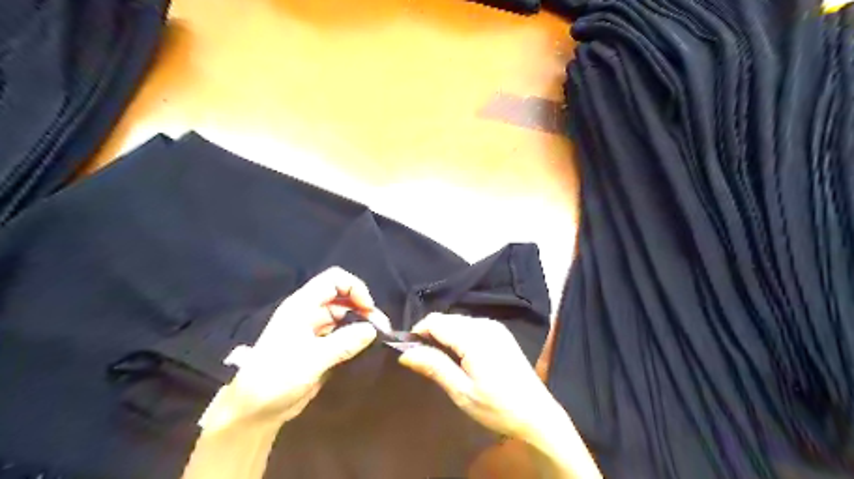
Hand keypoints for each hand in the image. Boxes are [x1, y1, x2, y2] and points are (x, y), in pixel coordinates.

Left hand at [199, 267, 389, 431]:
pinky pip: (342, 334)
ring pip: (344, 316)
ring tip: (378, 338)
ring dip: (361, 323)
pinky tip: (366, 347)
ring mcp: (314, 330)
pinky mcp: (319, 347)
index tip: (368, 308)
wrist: (255, 410)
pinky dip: (355, 337)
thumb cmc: (277, 378)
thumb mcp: (312, 359)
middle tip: (381, 327)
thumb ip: (344, 342)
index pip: (333, 280)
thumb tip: (372, 330)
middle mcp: (309, 313)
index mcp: (302, 306)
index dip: (353, 287)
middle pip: (342, 297)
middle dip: (363, 308)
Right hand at [399, 314, 602, 478]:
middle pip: (447, 319)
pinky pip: (471, 325)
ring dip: (445, 334)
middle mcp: (485, 324)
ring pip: (458, 321)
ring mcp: (495, 327)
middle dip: (431, 333)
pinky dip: (459, 335)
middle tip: (423, 359)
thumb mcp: (462, 392)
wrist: (537, 414)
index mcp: (474, 337)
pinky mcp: (501, 333)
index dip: (418, 331)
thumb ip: (434, 366)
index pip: (436, 321)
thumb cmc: (497, 407)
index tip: (409, 350)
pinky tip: (460, 355)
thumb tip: (405, 353)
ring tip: (440, 359)